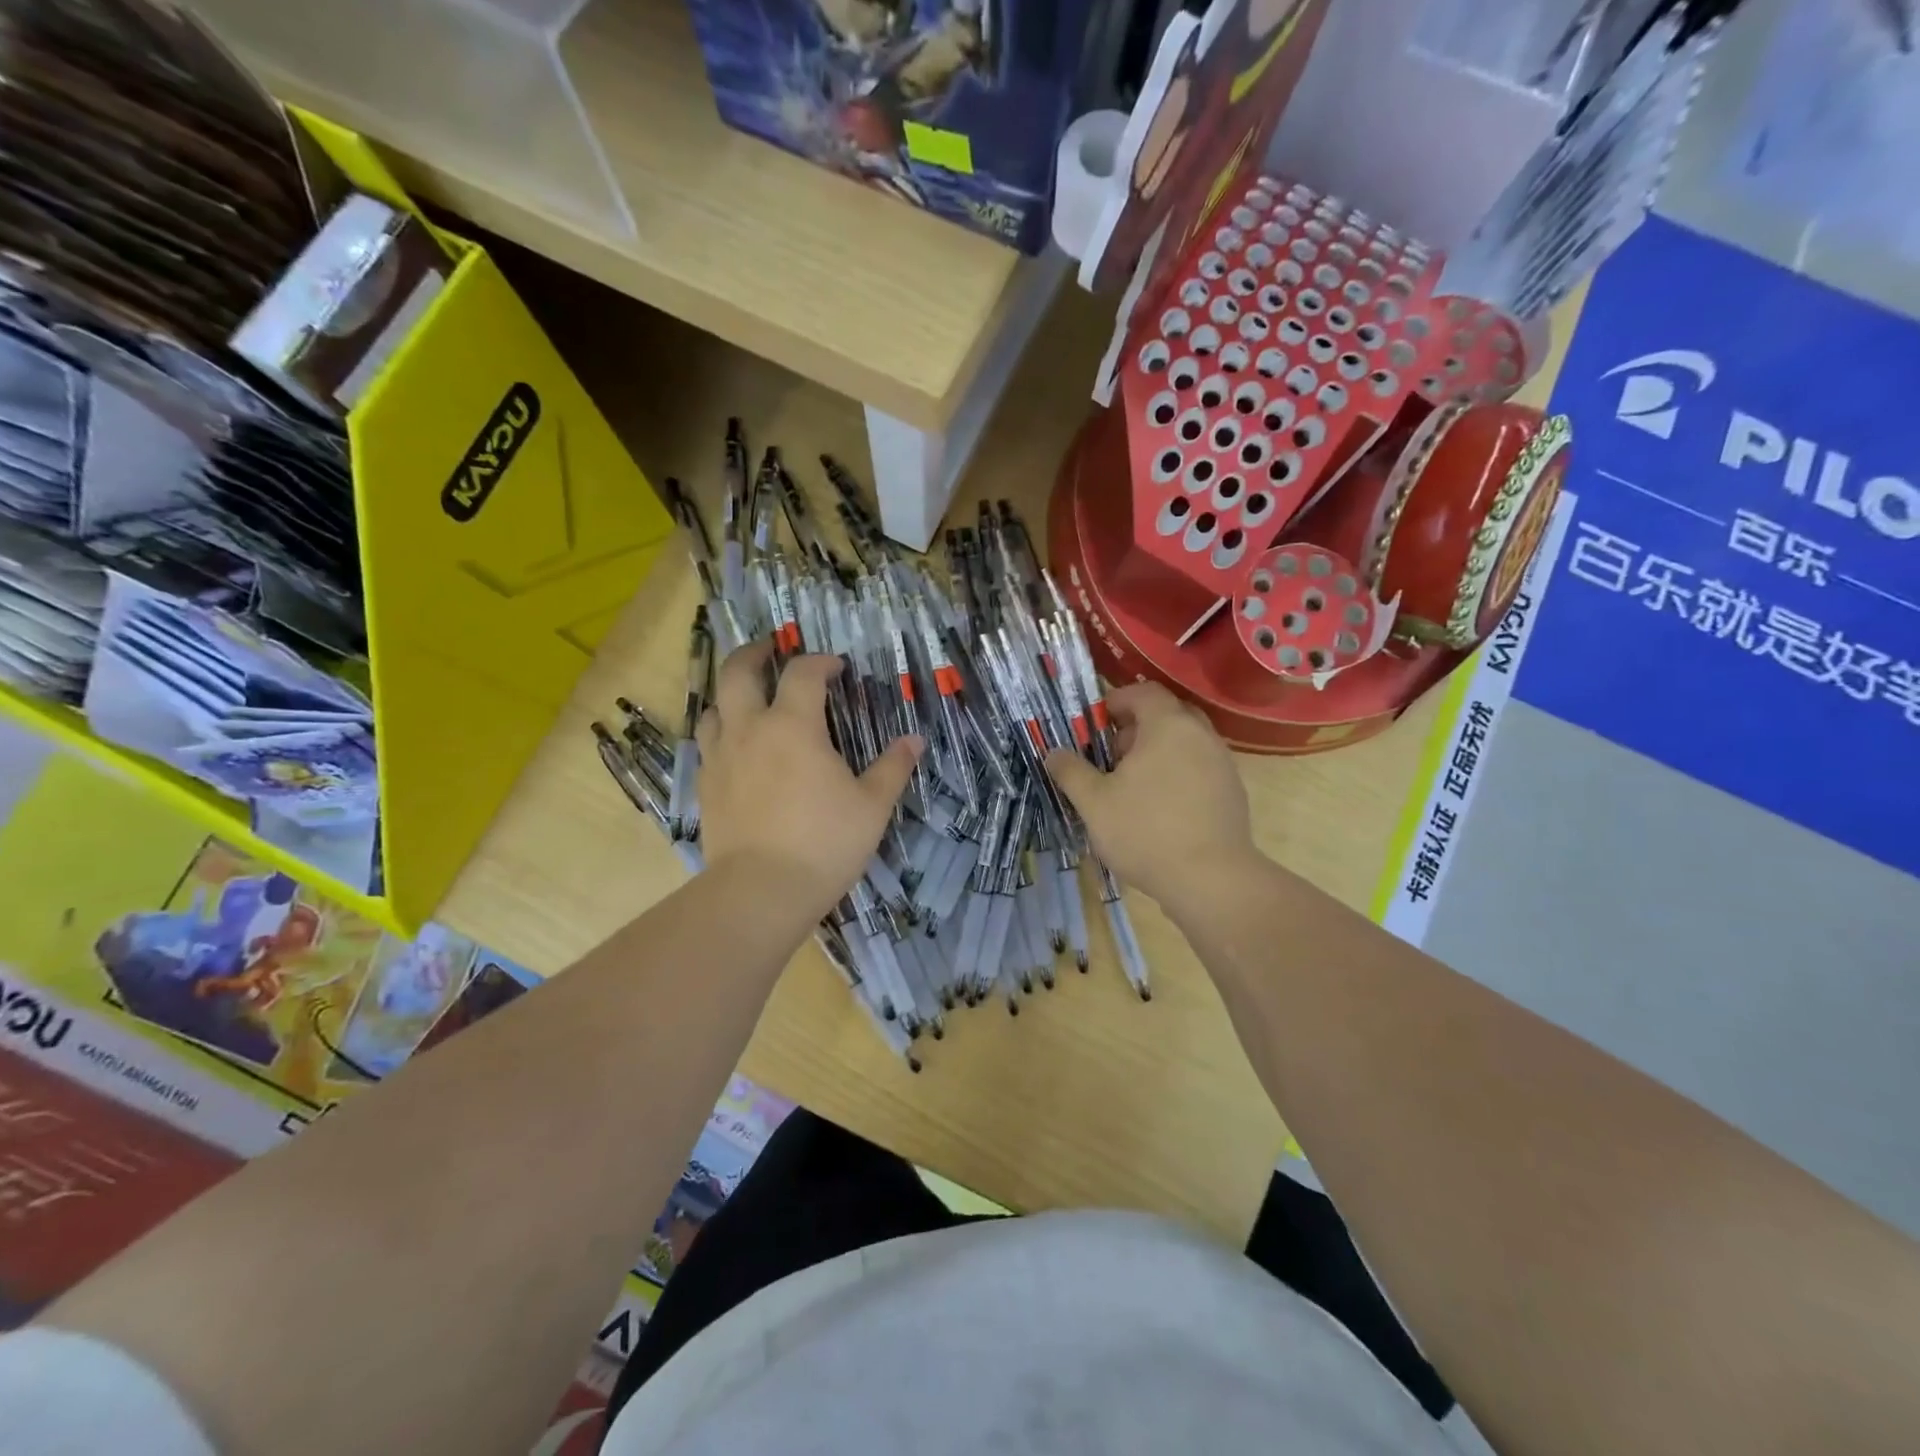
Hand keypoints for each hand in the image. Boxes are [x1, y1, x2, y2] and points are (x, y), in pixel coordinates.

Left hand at [697, 642, 921, 918]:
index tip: (837, 667)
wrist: (761, 891)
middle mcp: (750, 730)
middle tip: (770, 649)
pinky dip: (722, 732)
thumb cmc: (825, 843)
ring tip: (748, 698)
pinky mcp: (705, 787)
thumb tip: (914, 740)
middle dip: (754, 653)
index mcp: (793, 726)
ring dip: (730, 693)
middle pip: (737, 673)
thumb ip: (893, 768)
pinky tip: (737, 749)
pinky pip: (707, 744)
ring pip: (713, 707)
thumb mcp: (872, 806)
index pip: (803, 673)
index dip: (821, 661)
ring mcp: (721, 758)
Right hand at [1044, 681, 1256, 910]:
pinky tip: (1160, 808)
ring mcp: (1222, 763)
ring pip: (1185, 742)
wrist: (1211, 879)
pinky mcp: (1232, 792)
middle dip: (1137, 727)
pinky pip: (1200, 767)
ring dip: (1158, 752)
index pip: (1144, 692)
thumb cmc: (1145, 831)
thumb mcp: (1094, 802)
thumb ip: (1071, 771)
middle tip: (1112, 754)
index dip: (1117, 700)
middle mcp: (1201, 735)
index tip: (1096, 724)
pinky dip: (1178, 773)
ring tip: (1132, 785)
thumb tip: (1054, 754)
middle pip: (1167, 714)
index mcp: (1168, 725)